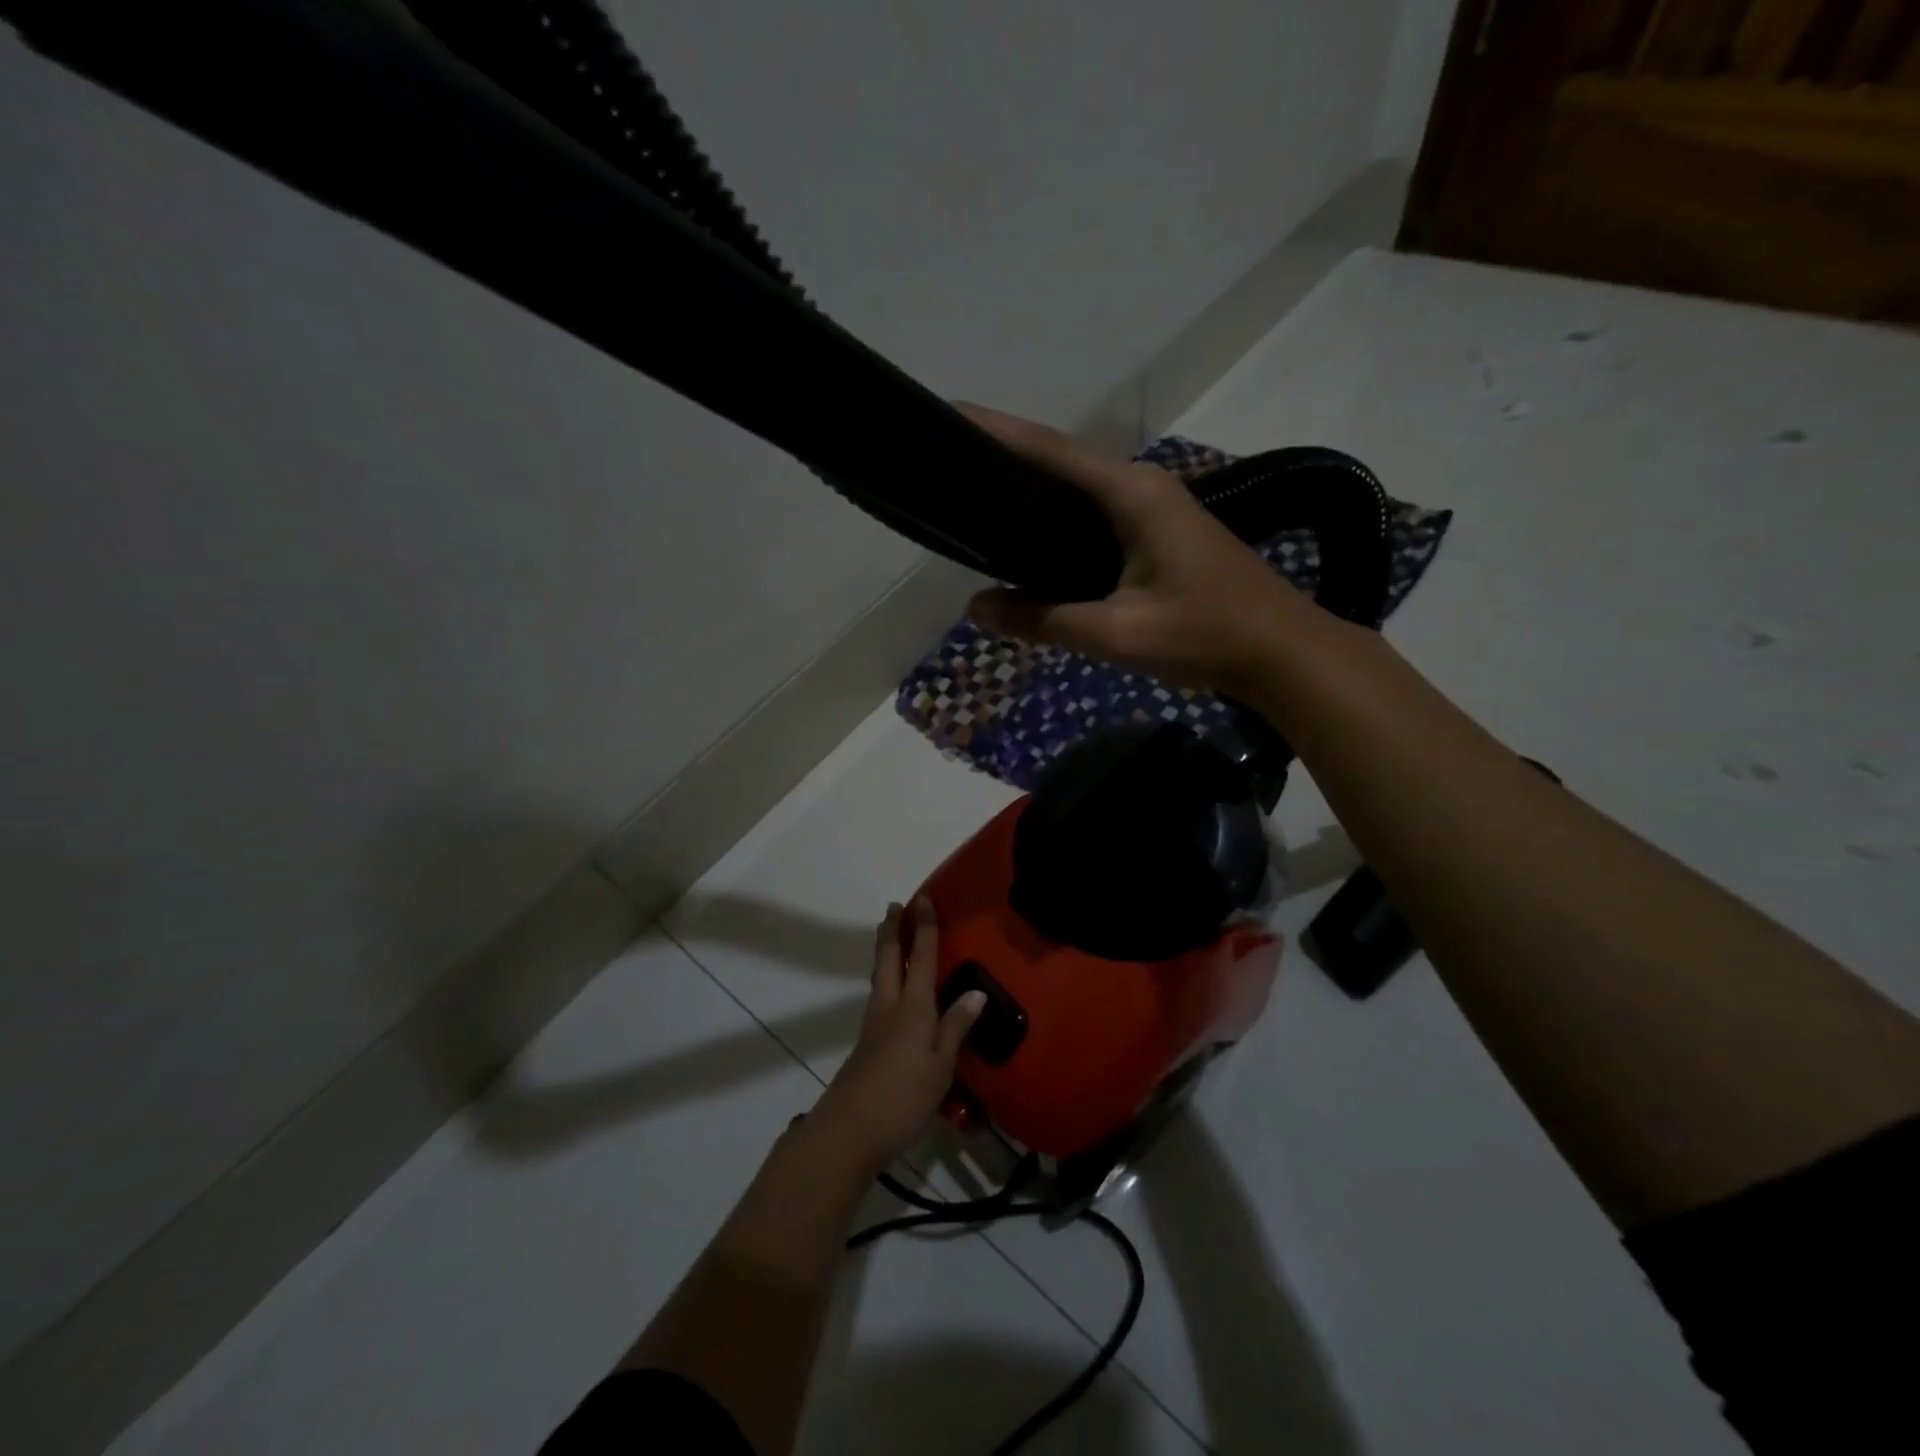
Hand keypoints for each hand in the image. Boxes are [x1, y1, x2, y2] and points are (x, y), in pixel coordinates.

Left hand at [812, 898, 985, 1172]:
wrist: (848, 1131)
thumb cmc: (902, 1097)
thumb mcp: (940, 1066)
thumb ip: (956, 1027)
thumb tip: (976, 992)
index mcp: (912, 1006)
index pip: (919, 956)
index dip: (922, 927)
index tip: (922, 899)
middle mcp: (889, 1005)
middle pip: (887, 957)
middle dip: (892, 929)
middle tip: (895, 906)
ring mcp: (873, 1023)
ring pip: (879, 974)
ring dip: (885, 949)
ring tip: (891, 936)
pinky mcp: (866, 1042)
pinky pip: (878, 994)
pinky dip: (885, 975)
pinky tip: (893, 988)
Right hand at [959, 403, 1318, 694]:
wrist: (1283, 653)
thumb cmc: (1205, 635)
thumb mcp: (1116, 634)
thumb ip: (1043, 619)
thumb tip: (976, 608)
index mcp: (1131, 494)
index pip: (1050, 450)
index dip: (998, 432)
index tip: (950, 415)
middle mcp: (1141, 487)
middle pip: (1061, 463)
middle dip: (1006, 458)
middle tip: (950, 466)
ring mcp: (1154, 509)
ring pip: (1078, 491)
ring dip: (1032, 491)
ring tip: (977, 500)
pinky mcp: (1159, 535)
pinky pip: (1095, 517)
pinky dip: (1058, 522)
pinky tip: (1032, 543)